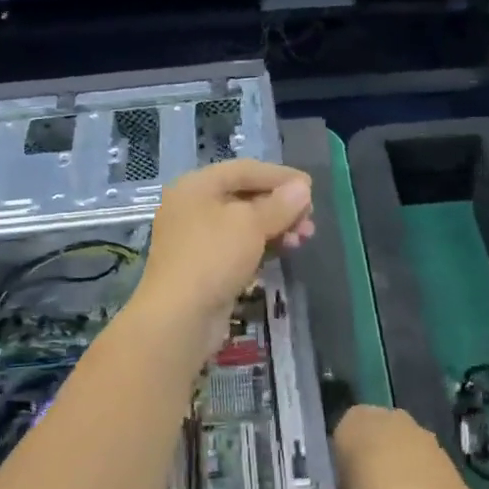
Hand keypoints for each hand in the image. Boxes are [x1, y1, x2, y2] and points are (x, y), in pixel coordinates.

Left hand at [134, 160, 313, 347]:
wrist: (178, 318)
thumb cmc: (213, 257)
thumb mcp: (251, 224)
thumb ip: (279, 204)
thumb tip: (302, 188)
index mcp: (196, 186)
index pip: (244, 170)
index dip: (279, 175)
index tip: (310, 187)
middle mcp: (193, 207)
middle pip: (244, 196)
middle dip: (280, 205)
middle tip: (310, 218)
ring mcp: (196, 239)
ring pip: (244, 224)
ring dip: (276, 226)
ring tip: (304, 237)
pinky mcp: (204, 266)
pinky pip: (238, 246)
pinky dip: (262, 245)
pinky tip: (285, 250)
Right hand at [332, 404, 473, 488]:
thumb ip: (344, 486)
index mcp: (352, 420)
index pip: (342, 435)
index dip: (344, 460)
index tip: (346, 483)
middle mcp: (383, 413)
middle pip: (373, 434)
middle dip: (372, 454)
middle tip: (370, 488)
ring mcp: (415, 427)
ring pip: (399, 443)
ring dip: (398, 461)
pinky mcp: (440, 445)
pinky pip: (420, 457)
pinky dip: (418, 472)